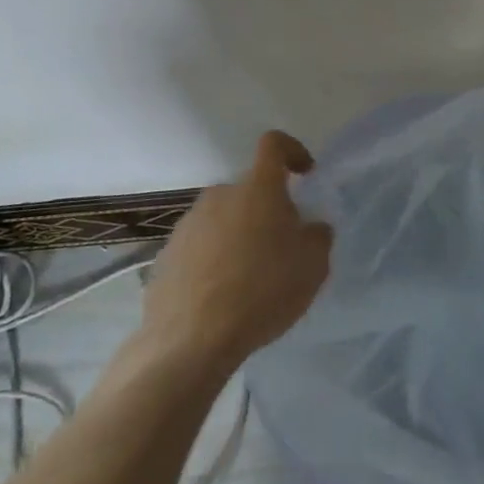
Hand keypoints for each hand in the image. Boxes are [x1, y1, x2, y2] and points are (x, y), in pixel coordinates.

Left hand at [138, 131, 332, 374]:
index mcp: (257, 188)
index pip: (274, 144)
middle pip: (249, 191)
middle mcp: (219, 195)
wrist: (191, 339)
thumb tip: (310, 227)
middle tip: (280, 249)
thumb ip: (317, 236)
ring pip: (223, 219)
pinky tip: (220, 297)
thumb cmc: (262, 291)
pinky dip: (213, 261)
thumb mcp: (312, 266)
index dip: (292, 151)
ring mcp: (188, 224)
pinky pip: (199, 247)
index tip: (305, 175)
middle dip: (266, 211)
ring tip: (248, 280)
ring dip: (238, 237)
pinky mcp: (166, 254)